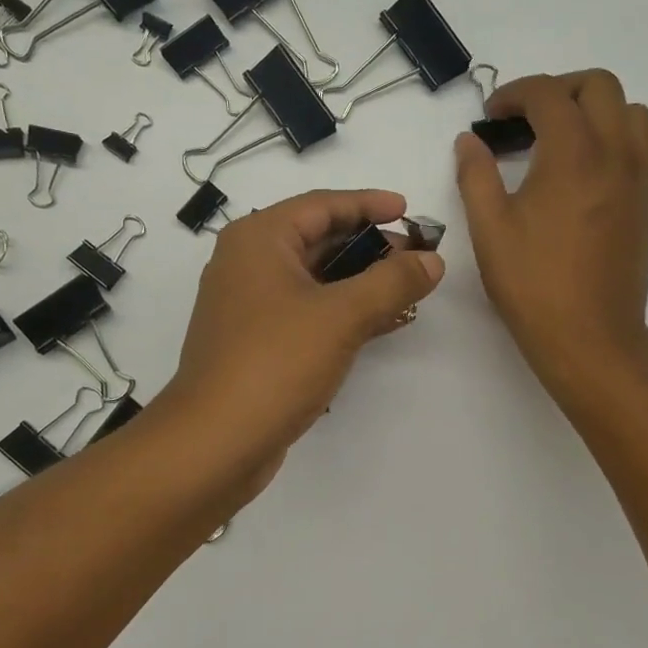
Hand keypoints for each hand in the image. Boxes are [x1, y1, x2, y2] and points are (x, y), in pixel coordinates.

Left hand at [165, 189, 445, 497]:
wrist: (215, 443)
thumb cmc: (275, 362)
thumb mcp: (342, 315)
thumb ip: (392, 282)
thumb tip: (432, 260)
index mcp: (259, 240)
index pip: (322, 205)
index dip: (369, 204)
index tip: (409, 211)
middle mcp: (249, 263)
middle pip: (319, 239)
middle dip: (371, 246)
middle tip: (417, 256)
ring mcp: (251, 306)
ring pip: (316, 279)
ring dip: (362, 281)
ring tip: (409, 288)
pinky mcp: (259, 342)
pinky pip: (310, 311)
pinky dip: (345, 312)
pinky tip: (384, 322)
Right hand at [456, 70, 647, 392]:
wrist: (591, 337)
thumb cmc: (534, 284)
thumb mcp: (490, 228)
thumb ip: (476, 175)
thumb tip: (469, 141)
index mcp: (574, 154)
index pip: (548, 94)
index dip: (514, 94)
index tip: (490, 117)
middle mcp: (615, 153)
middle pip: (599, 85)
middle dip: (558, 88)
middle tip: (525, 118)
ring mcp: (637, 176)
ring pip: (629, 110)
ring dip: (593, 107)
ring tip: (557, 137)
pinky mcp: (645, 200)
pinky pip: (638, 143)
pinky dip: (611, 134)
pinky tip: (578, 170)